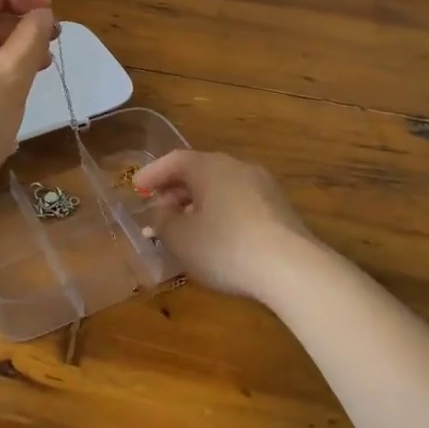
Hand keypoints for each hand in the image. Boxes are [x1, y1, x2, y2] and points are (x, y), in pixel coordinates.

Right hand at [130, 150, 323, 302]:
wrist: (291, 267)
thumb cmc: (225, 247)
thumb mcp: (181, 239)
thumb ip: (163, 221)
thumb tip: (163, 212)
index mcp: (209, 166)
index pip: (174, 160)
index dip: (153, 173)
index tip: (137, 187)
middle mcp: (237, 166)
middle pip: (200, 171)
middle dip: (176, 189)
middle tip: (159, 208)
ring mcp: (263, 185)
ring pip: (221, 187)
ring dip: (200, 202)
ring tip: (187, 225)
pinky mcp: (280, 208)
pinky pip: (240, 202)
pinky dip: (222, 212)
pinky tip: (218, 236)